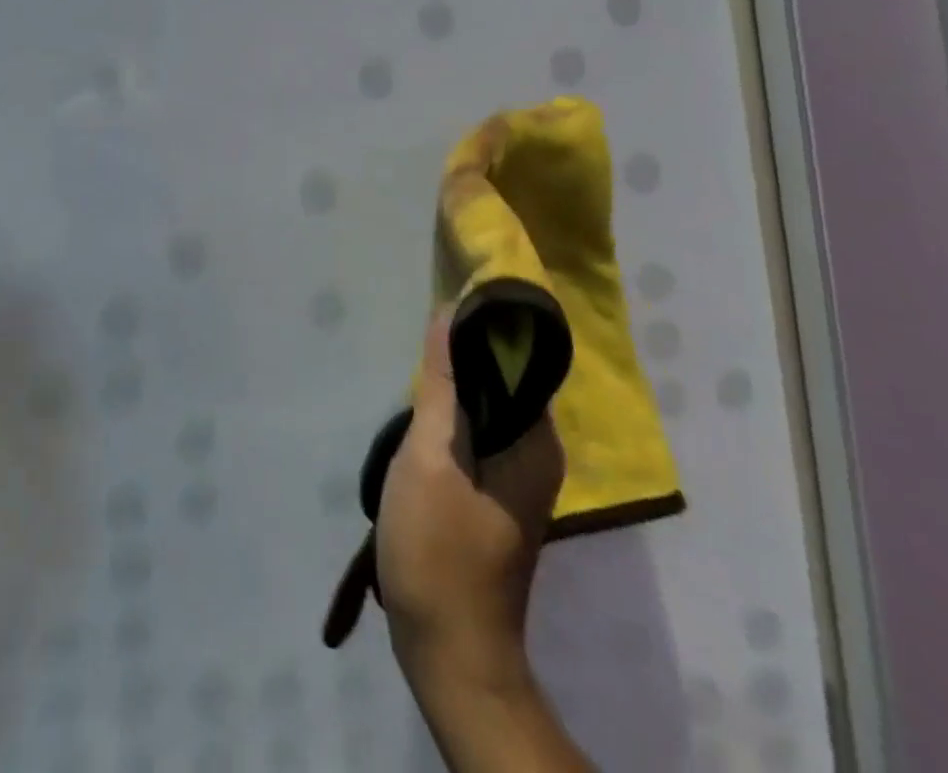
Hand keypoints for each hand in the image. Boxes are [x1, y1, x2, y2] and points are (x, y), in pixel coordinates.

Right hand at [376, 307, 565, 704]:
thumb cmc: (438, 548)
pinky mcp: (492, 493)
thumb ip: (442, 385)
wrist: (449, 650)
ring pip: (485, 406)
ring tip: (410, 364)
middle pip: (501, 380)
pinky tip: (416, 411)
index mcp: (535, 441)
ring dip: (451, 384)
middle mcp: (537, 453)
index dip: (482, 325)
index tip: (442, 298)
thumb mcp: (431, 456)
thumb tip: (451, 313)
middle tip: (416, 333)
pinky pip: (476, 432)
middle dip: (461, 352)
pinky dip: (450, 413)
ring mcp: (516, 476)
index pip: (518, 359)